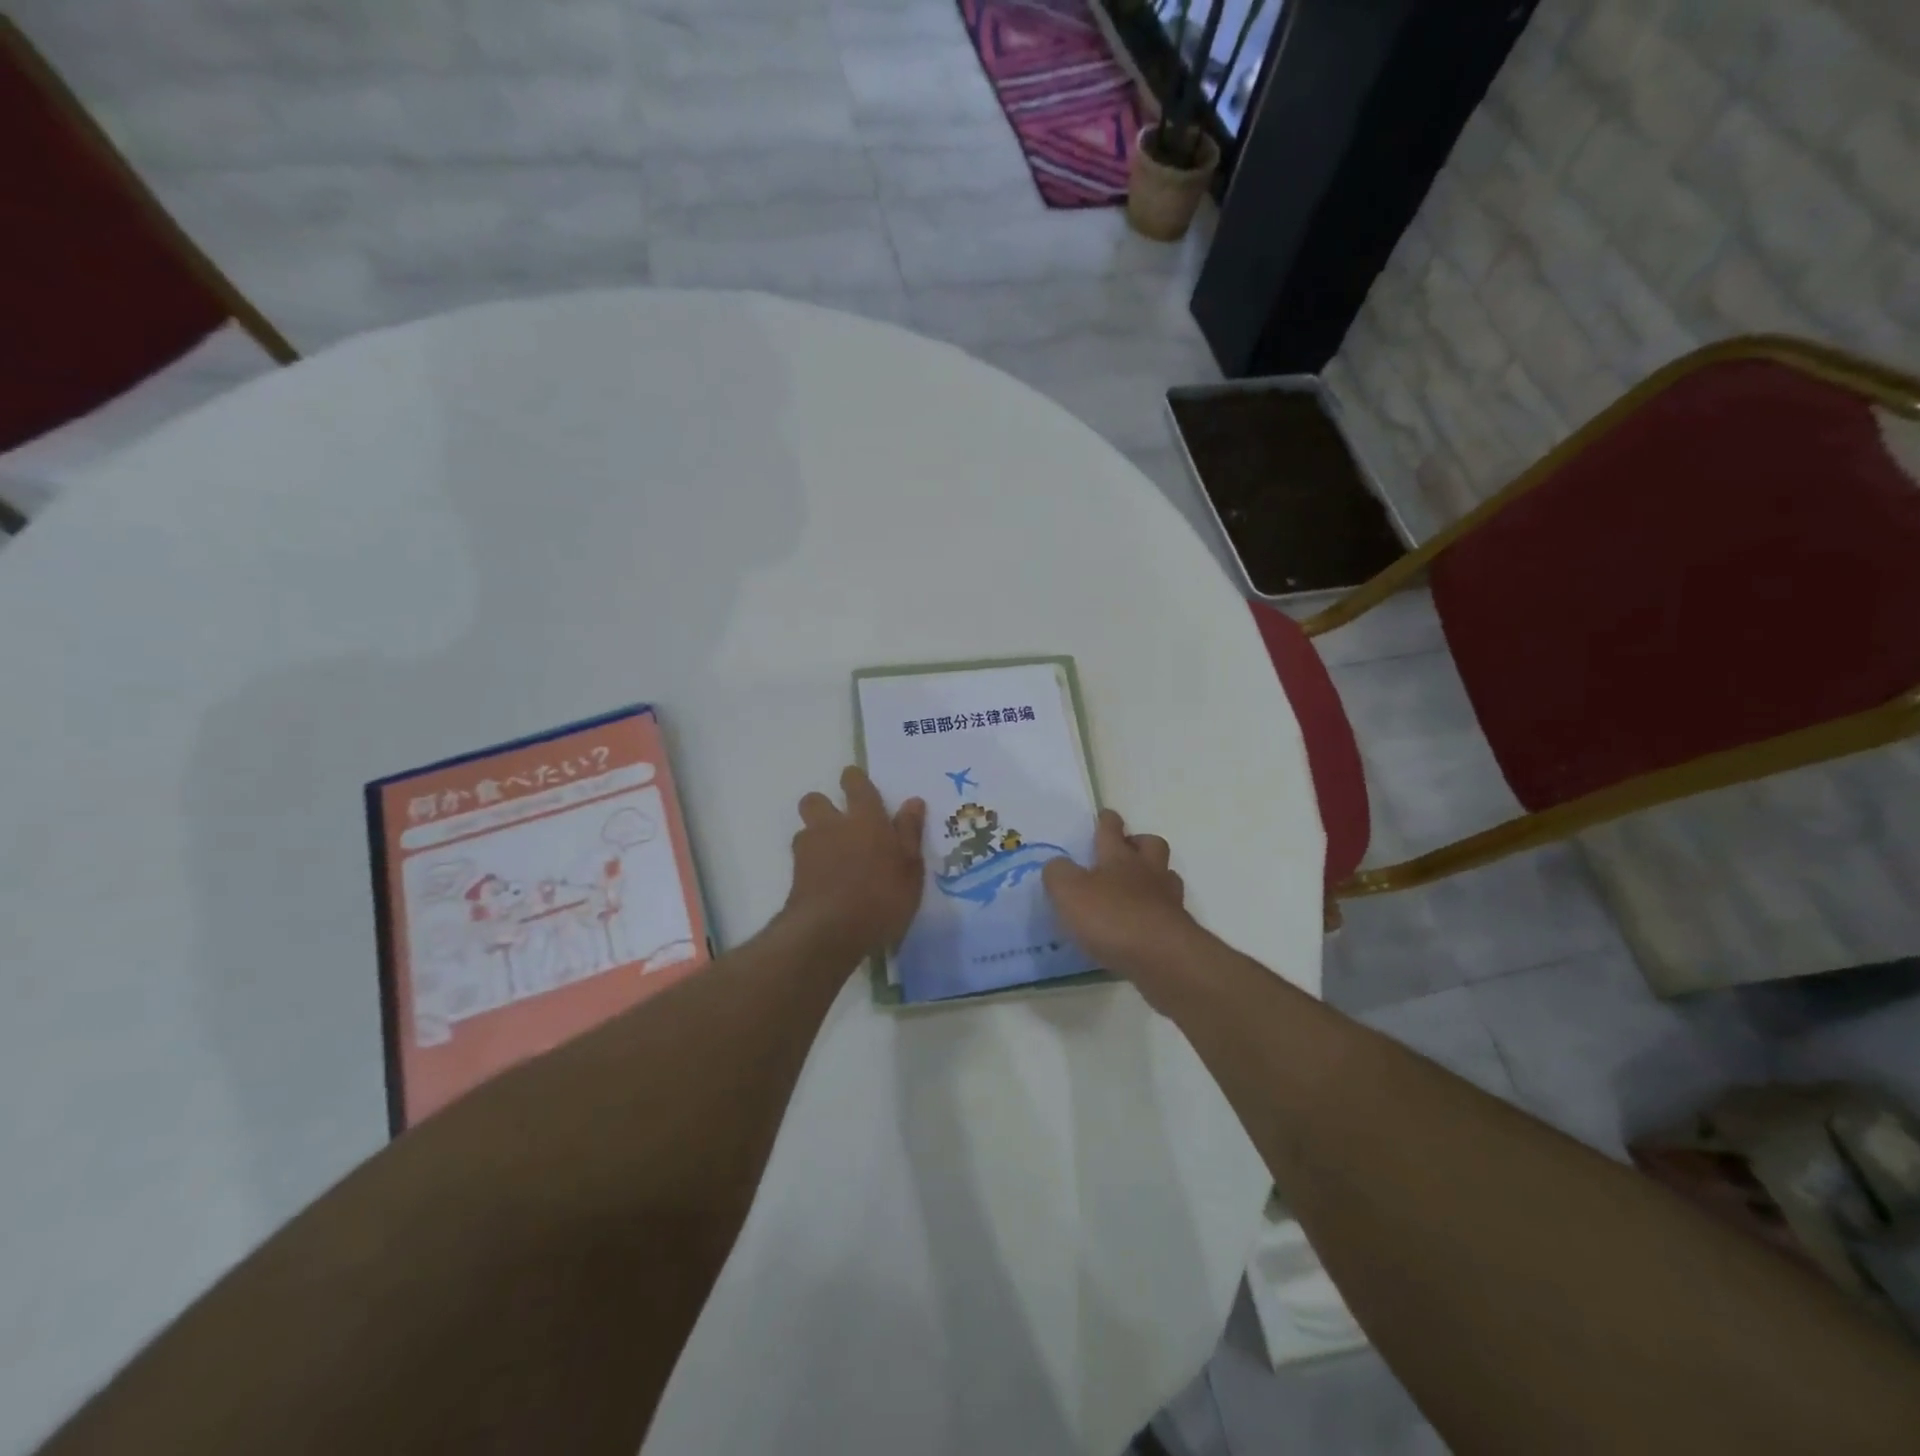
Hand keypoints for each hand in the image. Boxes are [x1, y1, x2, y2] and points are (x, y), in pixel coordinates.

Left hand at [782, 767, 925, 956]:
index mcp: (866, 819)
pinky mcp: (795, 876)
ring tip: (834, 858)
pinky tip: (826, 882)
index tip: (856, 782)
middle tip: (842, 824)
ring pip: (805, 830)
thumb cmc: (882, 898)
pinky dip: (812, 865)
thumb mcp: (910, 868)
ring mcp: (809, 850)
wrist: (830, 933)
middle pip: (815, 800)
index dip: (854, 780)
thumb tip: (913, 801)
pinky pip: (802, 859)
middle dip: (824, 806)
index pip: (856, 784)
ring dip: (816, 837)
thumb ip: (909, 833)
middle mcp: (833, 826)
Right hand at [1042, 809, 1199, 979]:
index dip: (1107, 820)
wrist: (1162, 958)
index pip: (1111, 829)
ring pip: (1166, 876)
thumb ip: (1058, 874)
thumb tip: (1058, 865)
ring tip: (1136, 890)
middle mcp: (1147, 872)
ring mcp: (1168, 900)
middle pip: (1151, 845)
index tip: (1105, 815)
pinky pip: (1169, 911)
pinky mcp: (1178, 930)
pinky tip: (1143, 925)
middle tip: (1125, 852)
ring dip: (1154, 877)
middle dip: (1139, 843)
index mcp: (1118, 857)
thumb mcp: (1069, 892)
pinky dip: (1157, 912)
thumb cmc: (1111, 917)